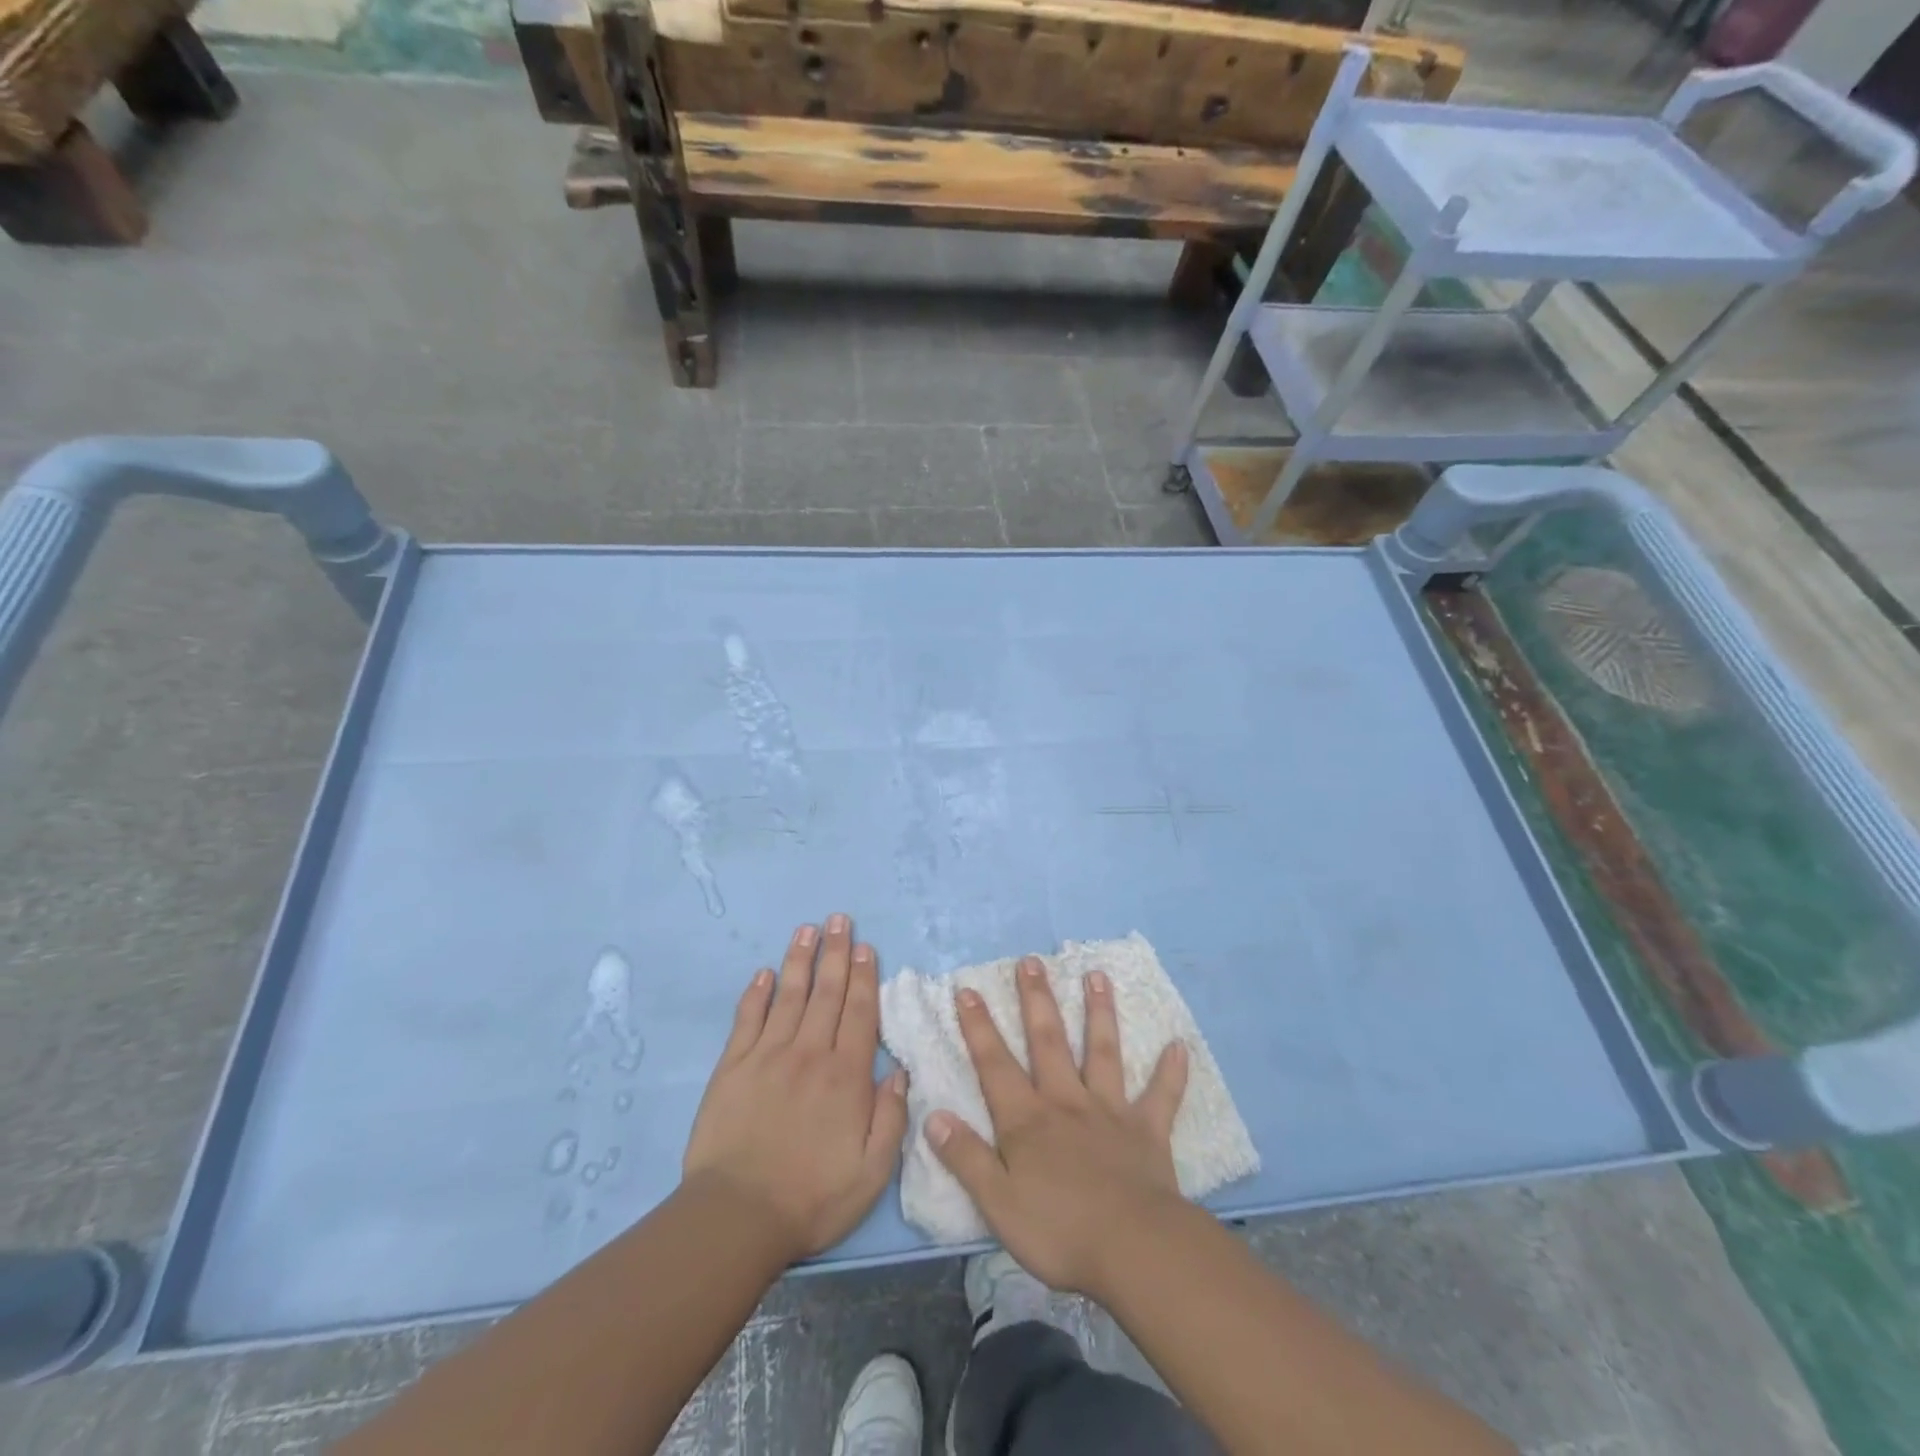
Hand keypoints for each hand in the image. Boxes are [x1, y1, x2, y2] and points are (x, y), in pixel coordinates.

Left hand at [682, 914, 907, 1262]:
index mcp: (845, 1076)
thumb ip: (890, 1117)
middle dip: (835, 953)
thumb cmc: (812, 1197)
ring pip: (789, 996)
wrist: (737, 1217)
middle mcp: (809, 1054)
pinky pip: (747, 1020)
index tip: (865, 947)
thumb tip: (899, 1070)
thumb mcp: (871, 1171)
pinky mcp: (732, 1068)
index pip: (858, 1013)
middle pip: (826, 993)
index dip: (863, 976)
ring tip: (806, 930)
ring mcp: (767, 1056)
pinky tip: (763, 973)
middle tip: (839, 919)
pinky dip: (756, 994)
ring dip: (799, 961)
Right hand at [926, 956, 1188, 1297]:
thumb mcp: (997, 1203)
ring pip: (1102, 1052)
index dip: (978, 1027)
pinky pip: (1161, 1096)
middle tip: (1032, 961)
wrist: (1134, 1250)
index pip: (995, 1065)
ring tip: (1098, 976)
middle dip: (1037, 1000)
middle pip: (1047, 1042)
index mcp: (1027, 1120)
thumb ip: (966, 1158)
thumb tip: (933, 1116)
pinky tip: (1179, 1045)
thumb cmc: (1059, 1231)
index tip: (968, 989)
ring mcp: (1110, 1112)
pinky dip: (1171, 1072)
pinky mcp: (1147, 1131)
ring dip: (1099, 1013)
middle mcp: (1066, 1102)